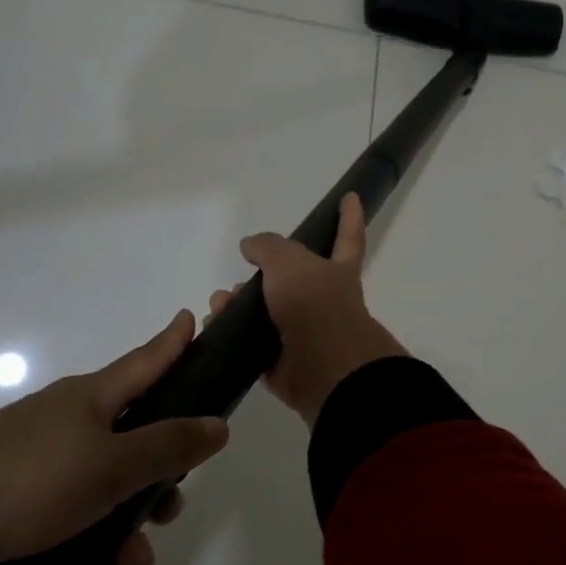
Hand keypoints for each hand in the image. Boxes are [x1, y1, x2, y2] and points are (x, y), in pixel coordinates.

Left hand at [0, 311, 228, 564]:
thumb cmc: (38, 478)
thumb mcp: (112, 465)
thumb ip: (168, 447)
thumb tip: (218, 424)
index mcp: (94, 399)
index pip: (145, 362)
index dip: (172, 343)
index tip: (191, 318)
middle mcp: (71, 424)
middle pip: (134, 443)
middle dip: (158, 483)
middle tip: (168, 513)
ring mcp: (43, 464)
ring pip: (106, 494)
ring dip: (125, 536)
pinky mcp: (18, 504)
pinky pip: (71, 525)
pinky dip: (89, 556)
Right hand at [212, 193, 406, 427]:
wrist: (322, 368)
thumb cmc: (314, 304)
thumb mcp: (289, 261)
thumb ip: (268, 247)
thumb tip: (250, 246)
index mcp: (337, 272)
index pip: (347, 237)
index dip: (349, 217)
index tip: (351, 197)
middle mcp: (324, 301)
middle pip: (292, 281)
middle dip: (264, 276)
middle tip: (240, 275)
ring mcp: (304, 334)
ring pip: (266, 313)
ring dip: (239, 305)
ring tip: (219, 302)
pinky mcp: (283, 364)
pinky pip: (253, 345)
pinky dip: (232, 336)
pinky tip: (214, 327)